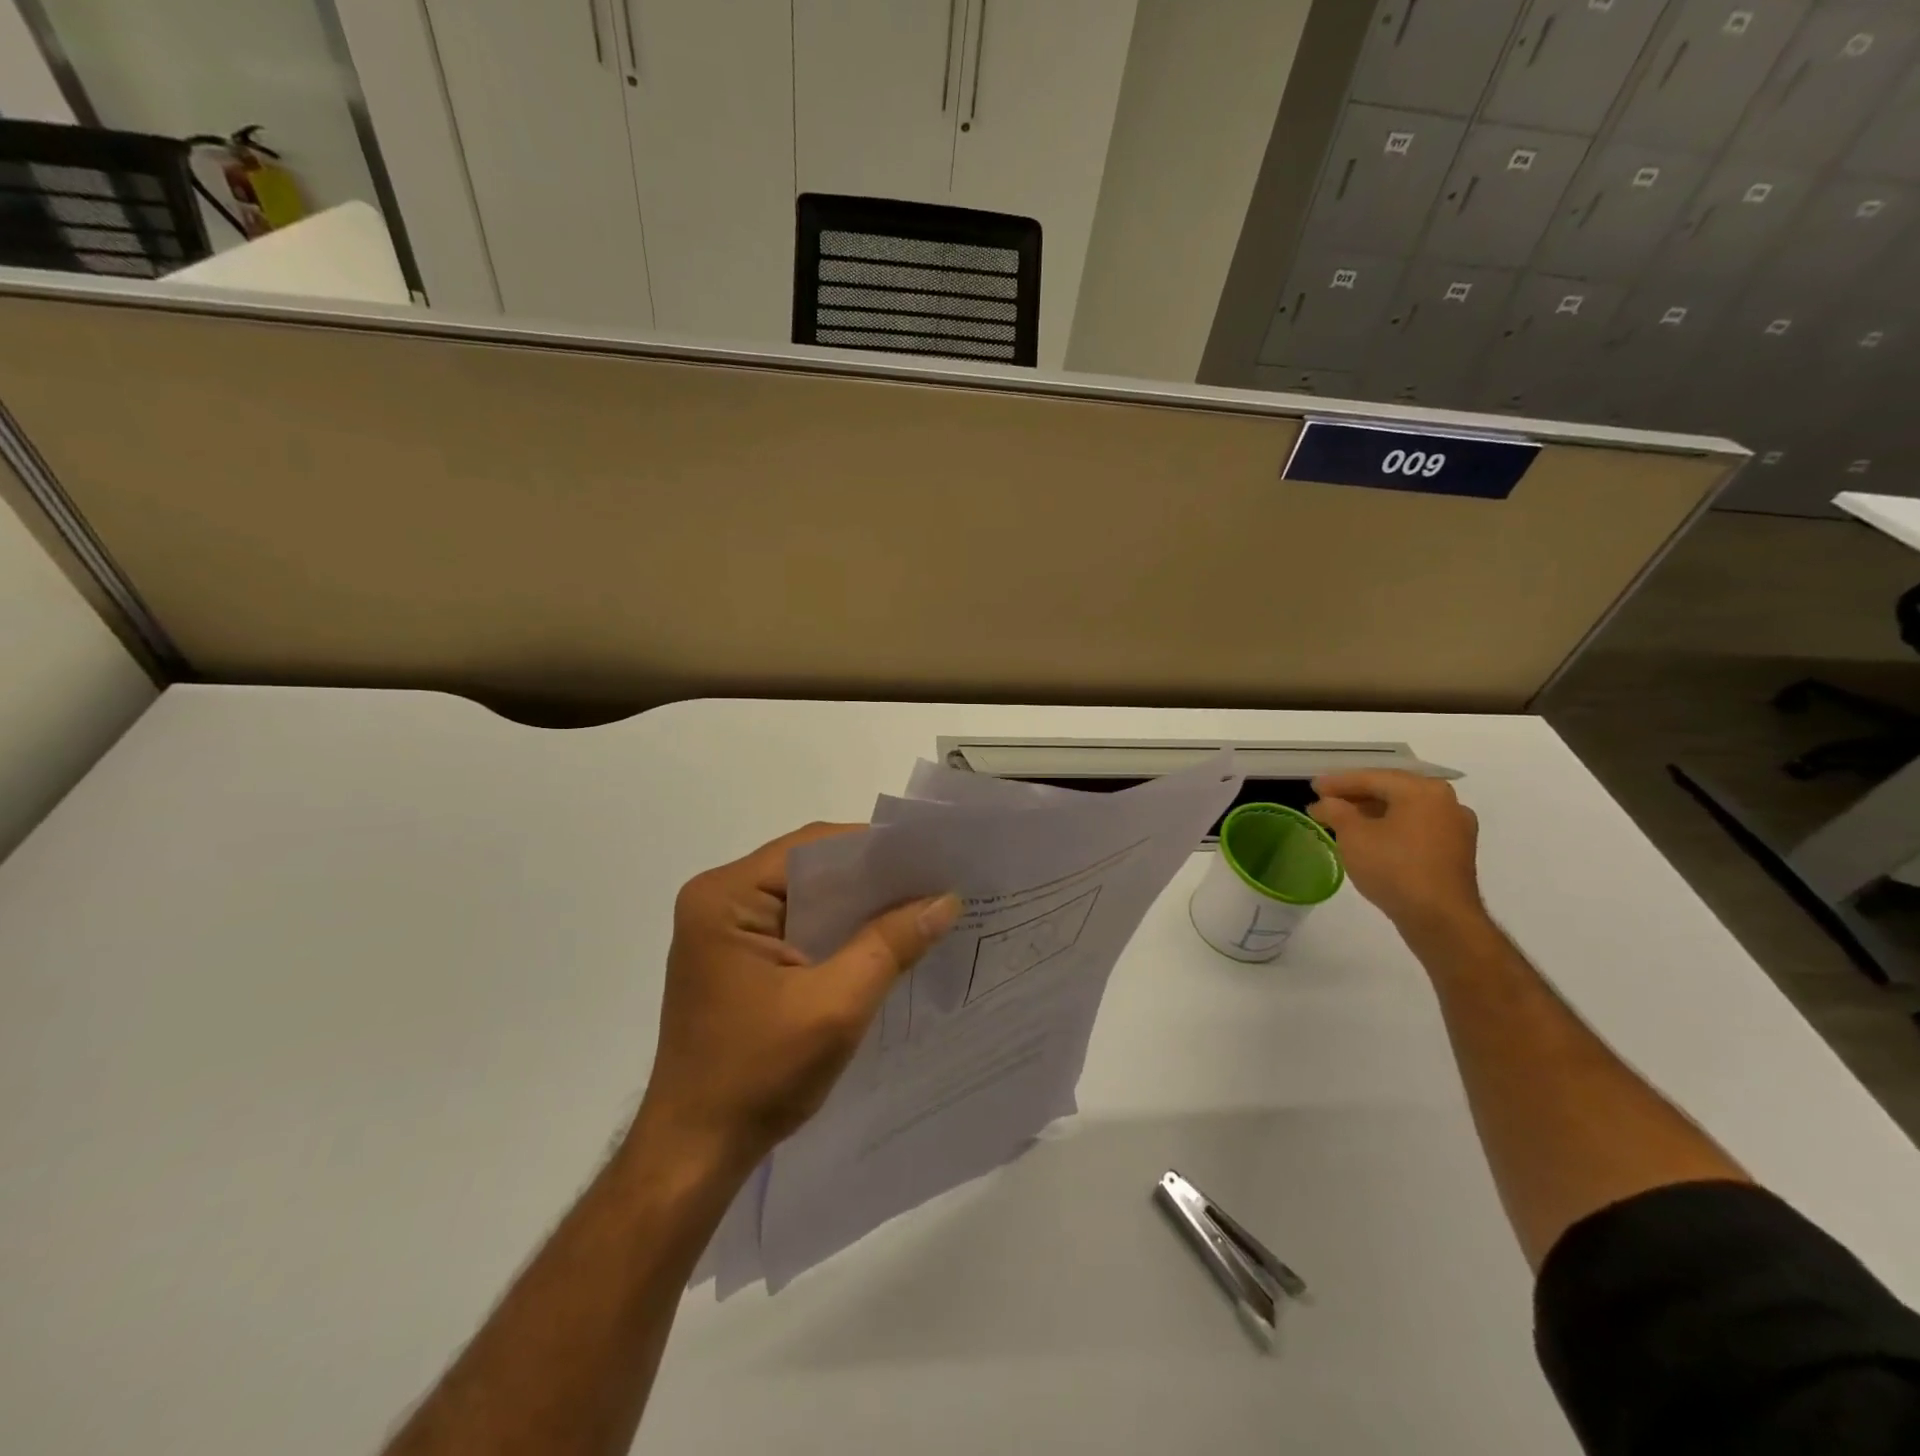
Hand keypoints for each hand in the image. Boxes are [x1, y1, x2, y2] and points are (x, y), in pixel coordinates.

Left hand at [635, 823, 960, 1172]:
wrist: (695, 1153)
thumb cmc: (757, 1075)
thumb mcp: (836, 1006)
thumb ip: (891, 945)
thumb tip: (945, 899)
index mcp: (725, 896)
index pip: (811, 847)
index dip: (873, 849)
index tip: (928, 858)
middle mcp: (719, 900)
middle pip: (809, 869)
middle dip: (871, 879)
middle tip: (933, 882)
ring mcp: (724, 930)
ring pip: (806, 898)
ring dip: (857, 906)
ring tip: (919, 907)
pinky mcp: (736, 958)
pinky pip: (797, 926)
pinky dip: (838, 931)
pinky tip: (880, 940)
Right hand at [1308, 771, 1481, 932]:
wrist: (1440, 919)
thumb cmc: (1393, 868)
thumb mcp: (1353, 836)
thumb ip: (1336, 811)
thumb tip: (1326, 803)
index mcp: (1422, 790)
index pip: (1372, 778)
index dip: (1338, 782)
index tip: (1313, 787)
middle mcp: (1446, 801)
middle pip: (1391, 791)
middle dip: (1356, 796)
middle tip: (1327, 801)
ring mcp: (1456, 827)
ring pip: (1405, 810)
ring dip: (1373, 812)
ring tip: (1344, 820)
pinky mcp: (1457, 851)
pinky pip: (1417, 828)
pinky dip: (1392, 827)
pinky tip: (1371, 838)